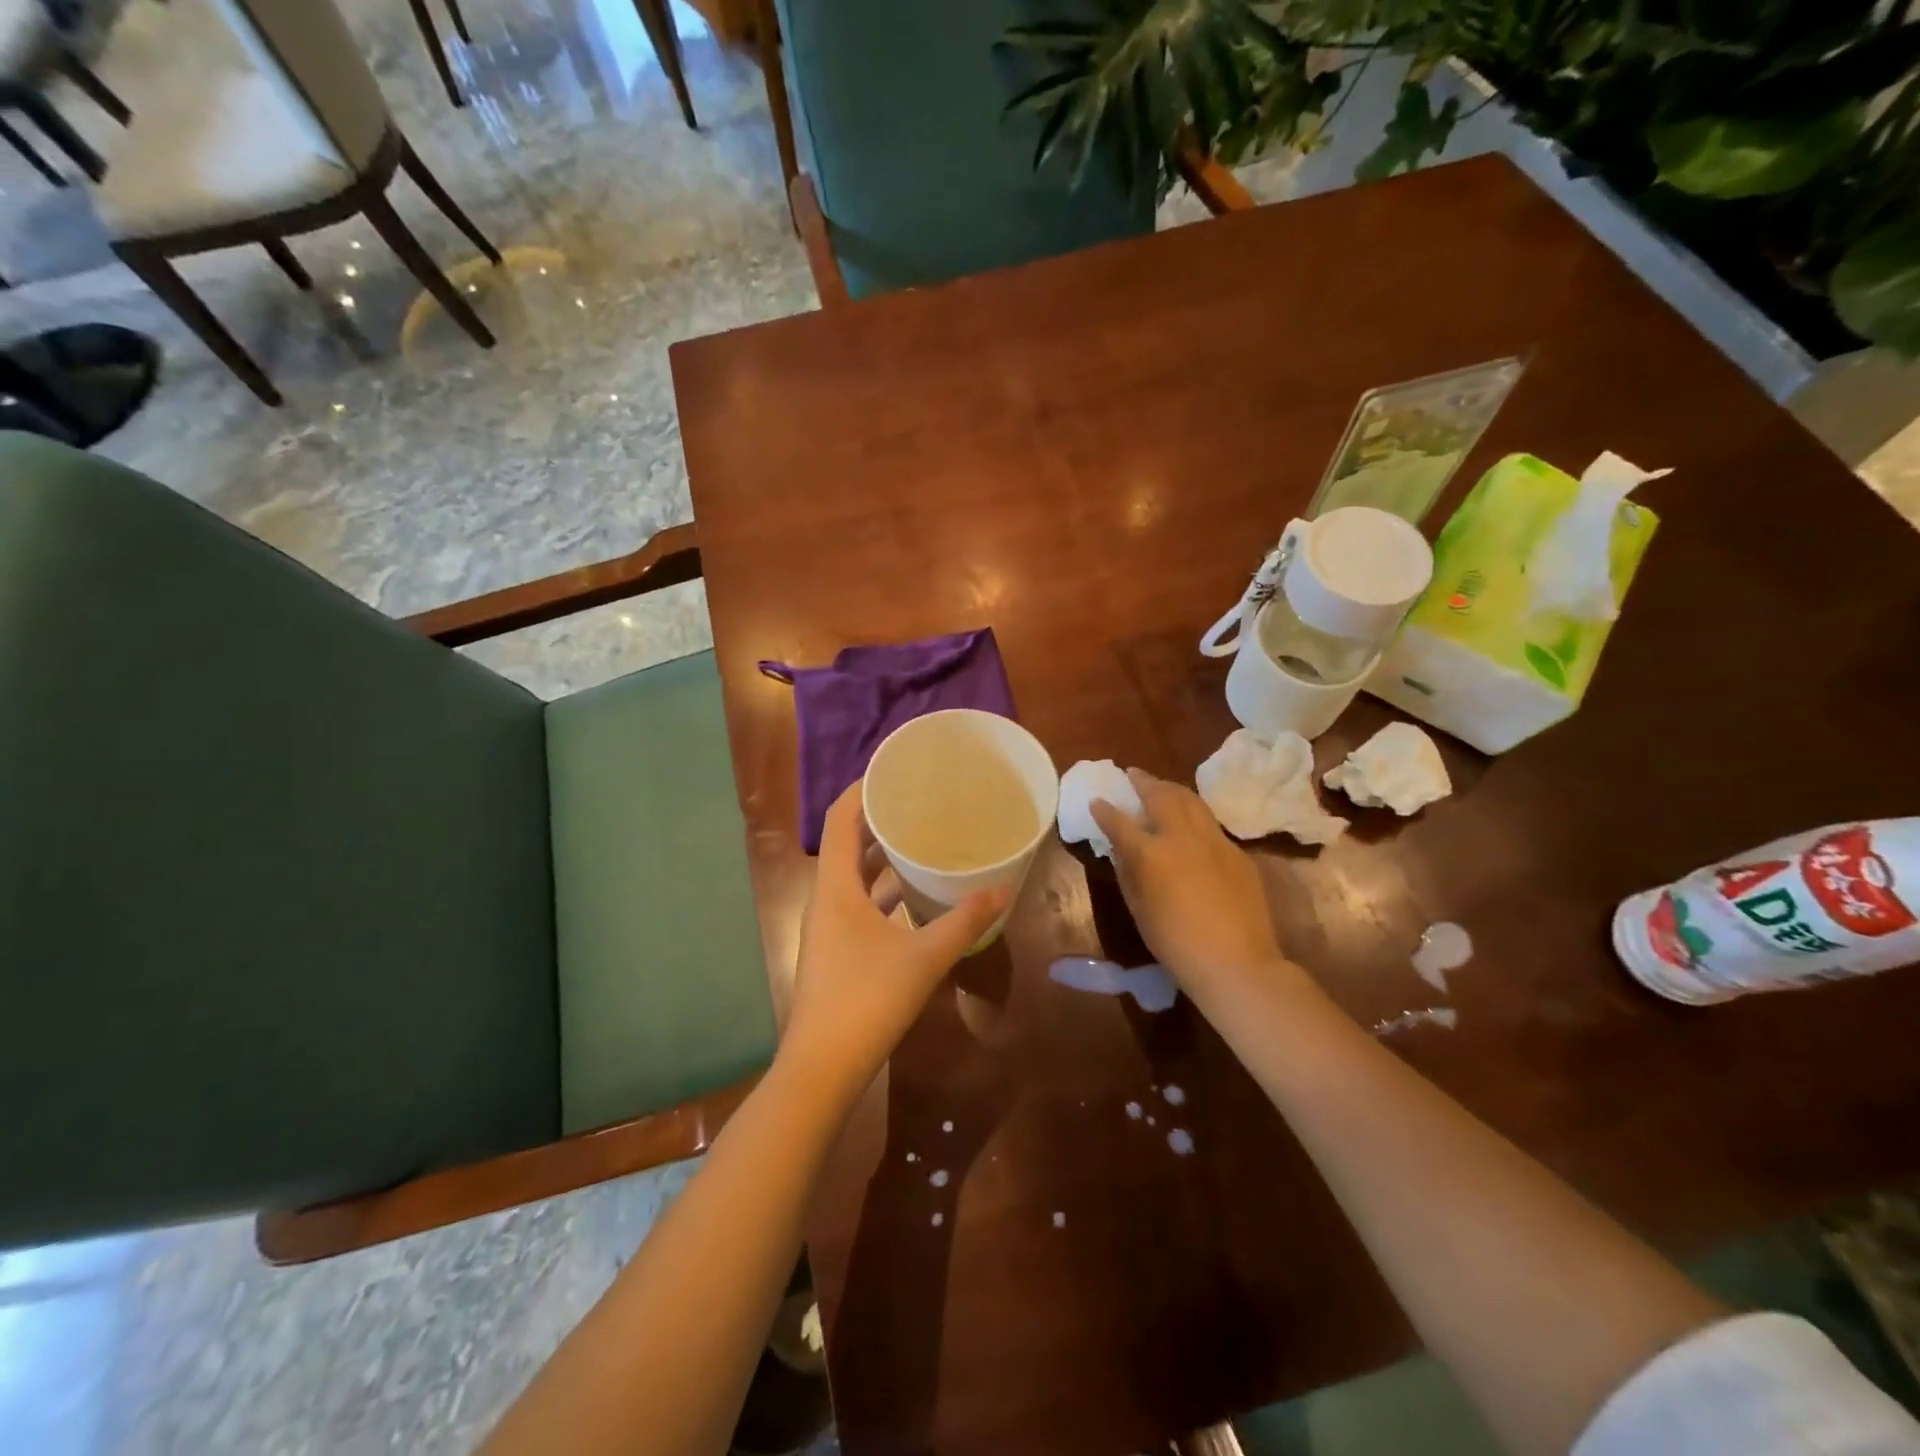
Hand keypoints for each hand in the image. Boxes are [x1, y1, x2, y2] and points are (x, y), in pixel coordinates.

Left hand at [783, 781, 1007, 1095]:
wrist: (823, 1066)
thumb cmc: (868, 999)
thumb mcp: (924, 956)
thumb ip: (964, 922)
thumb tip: (1003, 892)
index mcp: (836, 886)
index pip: (841, 818)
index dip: (862, 789)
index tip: (894, 770)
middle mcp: (827, 898)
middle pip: (847, 843)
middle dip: (878, 819)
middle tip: (918, 801)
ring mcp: (829, 926)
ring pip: (854, 876)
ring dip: (881, 856)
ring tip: (921, 838)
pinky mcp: (838, 949)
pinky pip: (859, 903)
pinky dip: (883, 891)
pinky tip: (915, 896)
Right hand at [1090, 769, 1290, 993]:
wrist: (1237, 963)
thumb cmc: (1176, 944)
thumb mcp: (1140, 910)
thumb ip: (1128, 873)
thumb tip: (1122, 851)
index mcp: (1151, 854)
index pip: (1120, 823)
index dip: (1105, 810)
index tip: (1096, 801)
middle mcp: (1182, 837)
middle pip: (1161, 796)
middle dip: (1143, 782)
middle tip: (1133, 774)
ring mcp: (1215, 841)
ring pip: (1191, 801)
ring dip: (1171, 789)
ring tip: (1161, 786)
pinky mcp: (1237, 853)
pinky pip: (1211, 825)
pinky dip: (1195, 816)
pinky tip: (1191, 824)